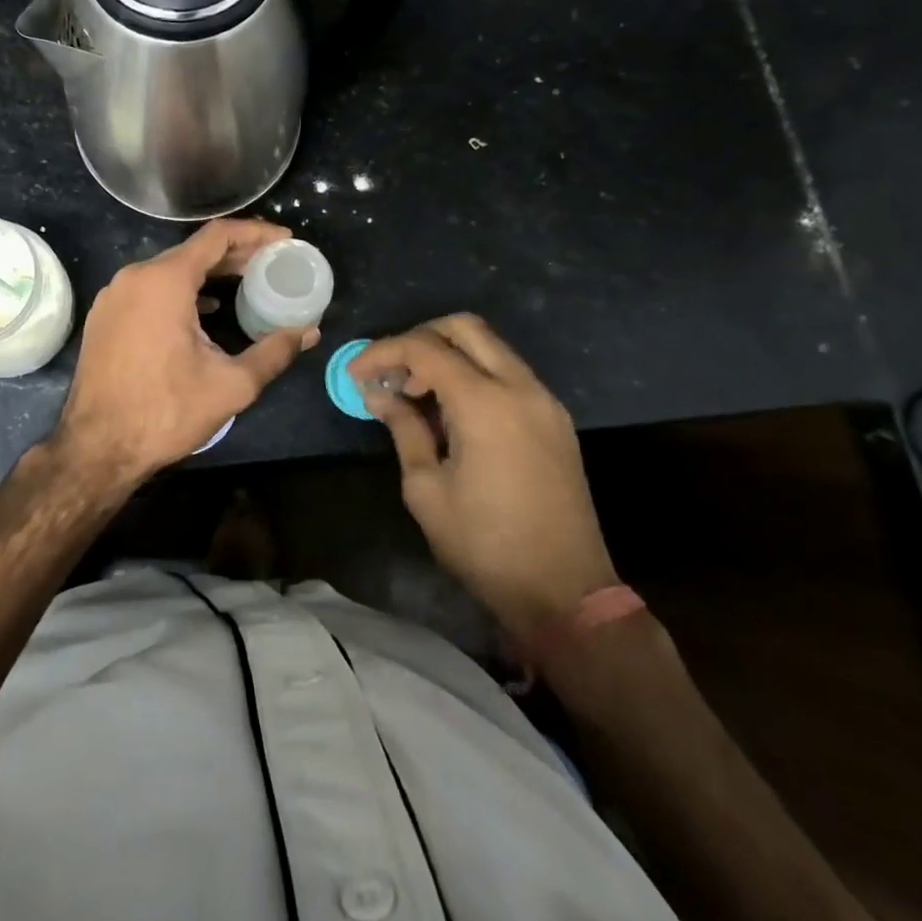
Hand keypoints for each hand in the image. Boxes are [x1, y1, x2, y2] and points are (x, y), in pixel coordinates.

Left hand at [48, 219, 318, 491]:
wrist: (97, 447)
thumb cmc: (165, 412)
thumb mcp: (231, 385)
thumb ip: (274, 352)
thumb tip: (308, 333)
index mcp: (164, 281)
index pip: (217, 236)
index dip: (256, 233)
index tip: (285, 240)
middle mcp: (134, 277)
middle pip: (193, 250)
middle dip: (236, 255)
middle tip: (272, 263)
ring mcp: (114, 295)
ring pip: (169, 269)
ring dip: (208, 273)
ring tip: (245, 283)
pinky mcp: (104, 316)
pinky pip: (149, 288)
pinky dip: (181, 290)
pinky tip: (203, 310)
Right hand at [350, 314, 617, 630]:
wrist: (565, 592)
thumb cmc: (485, 544)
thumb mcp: (427, 489)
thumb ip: (404, 429)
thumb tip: (379, 395)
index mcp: (485, 403)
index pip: (425, 349)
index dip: (383, 353)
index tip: (355, 374)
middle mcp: (520, 388)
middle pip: (465, 328)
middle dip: (420, 338)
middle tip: (392, 372)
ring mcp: (544, 401)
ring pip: (491, 348)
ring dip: (449, 355)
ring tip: (416, 394)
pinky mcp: (555, 419)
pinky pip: (508, 374)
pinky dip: (475, 374)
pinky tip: (452, 411)